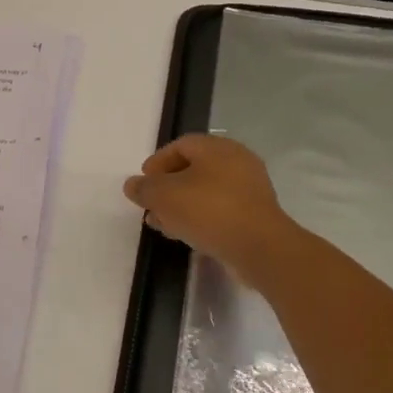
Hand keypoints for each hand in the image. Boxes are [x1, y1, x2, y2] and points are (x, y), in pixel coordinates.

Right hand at [123, 133, 301, 278]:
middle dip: (168, 187)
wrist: (260, 247)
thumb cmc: (209, 210)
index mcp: (217, 147)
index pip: (181, 145)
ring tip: (164, 225)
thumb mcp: (165, 196)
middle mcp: (237, 161)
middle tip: (151, 206)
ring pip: (207, 191)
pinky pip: (221, 209)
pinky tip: (187, 235)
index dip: (157, 162)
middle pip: (194, 168)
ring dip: (182, 205)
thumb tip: (132, 185)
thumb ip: (144, 188)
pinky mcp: (256, 214)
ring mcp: (250, 188)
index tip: (143, 183)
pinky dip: (201, 218)